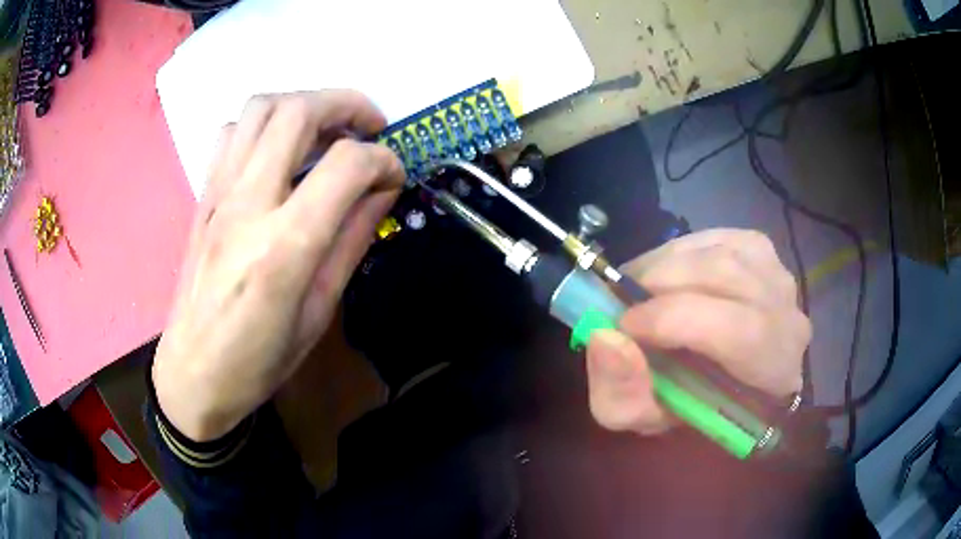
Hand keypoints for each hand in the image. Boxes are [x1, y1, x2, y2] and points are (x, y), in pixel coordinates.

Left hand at [152, 91, 403, 440]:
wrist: (193, 373)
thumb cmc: (259, 360)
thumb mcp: (319, 311)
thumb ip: (351, 241)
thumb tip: (381, 191)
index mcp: (284, 246)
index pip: (346, 165)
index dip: (384, 159)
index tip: (395, 176)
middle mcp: (247, 204)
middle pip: (298, 111)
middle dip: (347, 104)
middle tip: (371, 125)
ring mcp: (218, 194)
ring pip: (261, 108)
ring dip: (303, 104)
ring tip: (326, 130)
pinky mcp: (203, 196)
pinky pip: (232, 132)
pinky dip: (264, 125)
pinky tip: (278, 152)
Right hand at [586, 229, 810, 434]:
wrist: (721, 385)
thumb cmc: (689, 408)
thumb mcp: (644, 419)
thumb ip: (621, 394)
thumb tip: (606, 337)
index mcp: (773, 375)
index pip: (741, 332)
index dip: (676, 320)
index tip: (625, 326)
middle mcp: (789, 320)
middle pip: (730, 278)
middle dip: (663, 282)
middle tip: (623, 299)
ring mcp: (780, 279)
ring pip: (723, 252)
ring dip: (668, 262)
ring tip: (640, 285)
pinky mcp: (764, 253)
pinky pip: (721, 237)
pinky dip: (684, 249)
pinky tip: (668, 270)